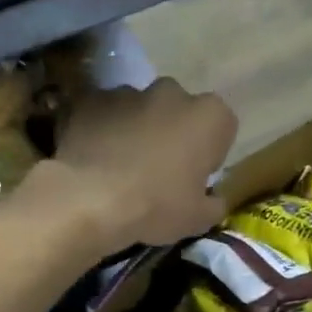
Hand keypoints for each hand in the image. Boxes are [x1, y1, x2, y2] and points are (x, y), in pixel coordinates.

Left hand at [26, 77, 235, 255]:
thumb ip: (213, 203)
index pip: (221, 127)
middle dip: (172, 132)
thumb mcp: (198, 219)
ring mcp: (128, 91)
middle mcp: (172, 93)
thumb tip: (212, 199)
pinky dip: (101, 128)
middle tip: (159, 169)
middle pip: (178, 110)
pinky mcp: (90, 99)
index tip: (195, 176)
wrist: (90, 199)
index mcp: (209, 116)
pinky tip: (93, 158)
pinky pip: (102, 113)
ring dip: (136, 129)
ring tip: (121, 165)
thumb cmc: (156, 206)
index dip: (209, 151)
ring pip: (139, 109)